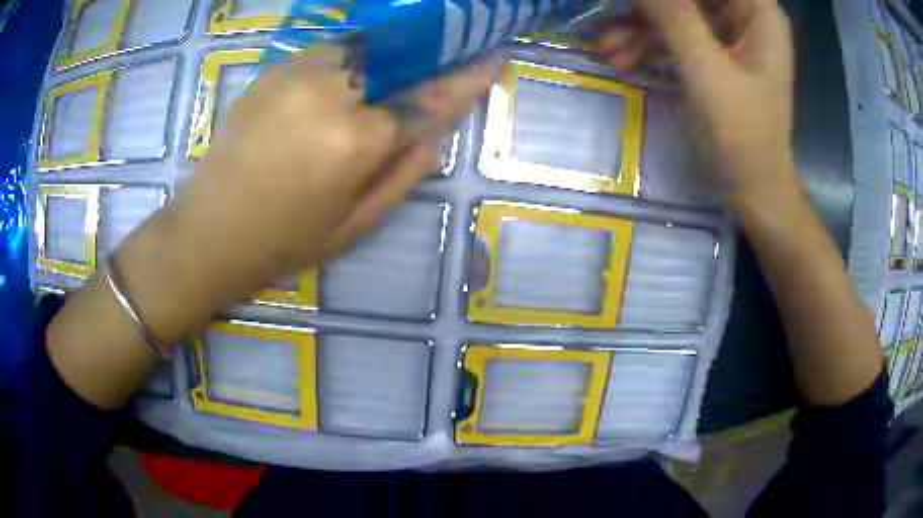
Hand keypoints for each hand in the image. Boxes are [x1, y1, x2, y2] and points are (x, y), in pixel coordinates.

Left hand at [172, 46, 501, 287]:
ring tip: (387, 74)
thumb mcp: (356, 223)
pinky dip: (347, 60)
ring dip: (384, 58)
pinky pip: (326, 52)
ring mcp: (297, 75)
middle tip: (441, 61)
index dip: (465, 80)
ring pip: (362, 49)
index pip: (428, 100)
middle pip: (397, 61)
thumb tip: (433, 133)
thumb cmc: (285, 239)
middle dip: (426, 60)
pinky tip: (343, 79)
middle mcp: (331, 94)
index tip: (492, 58)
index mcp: (356, 141)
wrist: (211, 228)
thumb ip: (404, 173)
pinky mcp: (272, 71)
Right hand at [599, 0, 795, 207]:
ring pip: (680, 12)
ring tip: (609, 49)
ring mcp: (733, 37)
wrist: (755, 190)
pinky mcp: (719, 57)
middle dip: (650, 8)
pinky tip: (625, 59)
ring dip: (642, 27)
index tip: (637, 4)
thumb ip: (673, 15)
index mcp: (758, 14)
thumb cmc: (742, 135)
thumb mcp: (705, 70)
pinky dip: (652, 45)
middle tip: (613, 18)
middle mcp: (747, 17)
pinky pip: (680, 36)